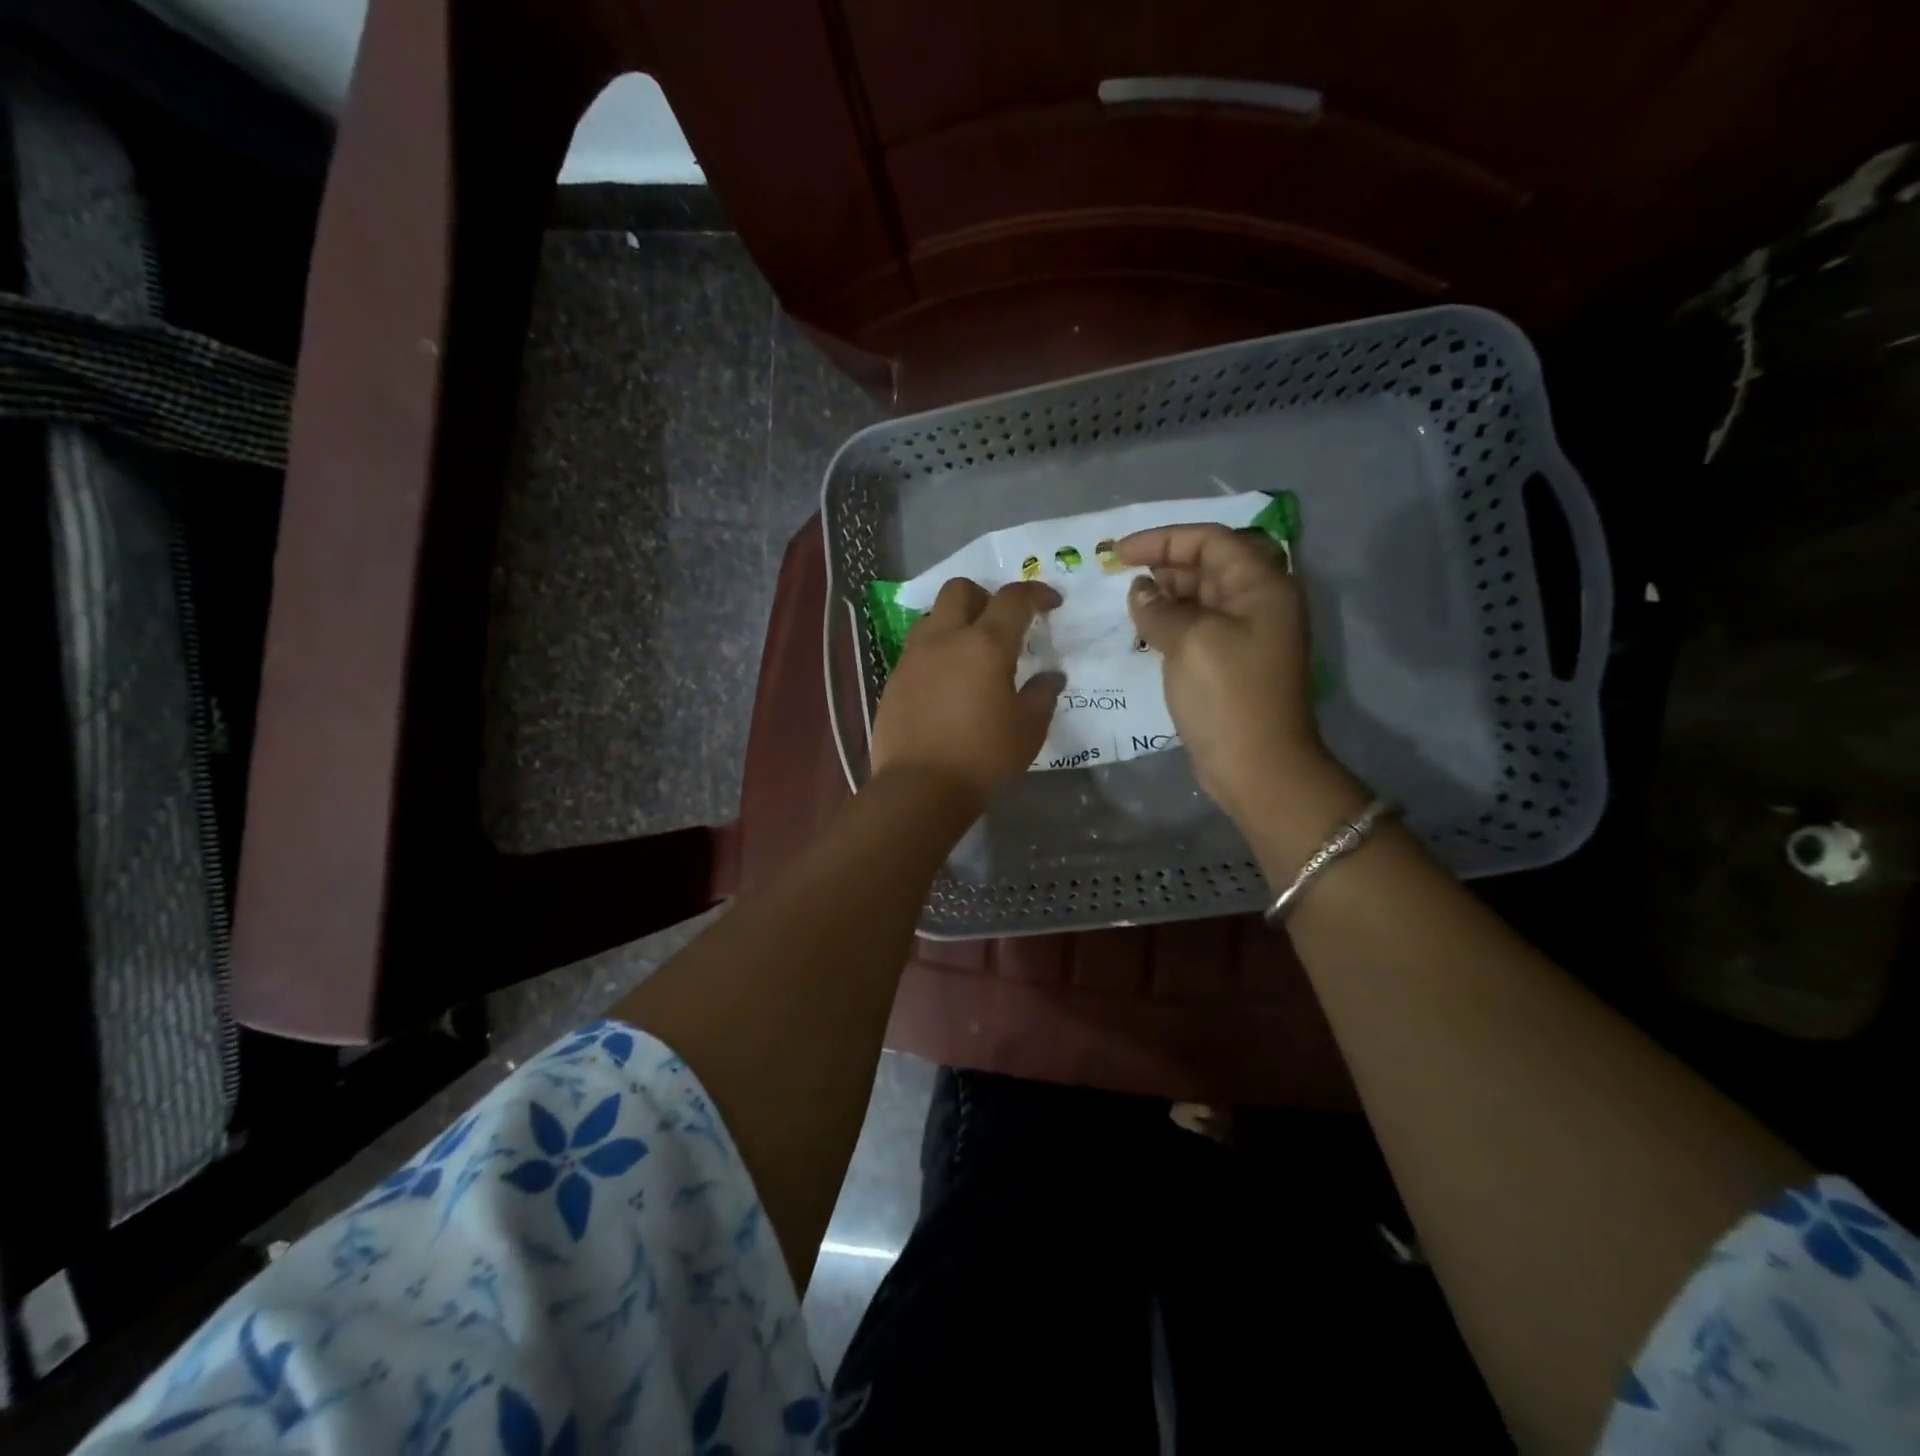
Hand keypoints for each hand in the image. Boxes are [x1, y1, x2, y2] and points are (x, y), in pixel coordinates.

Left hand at [870, 578, 1063, 803]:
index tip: (1051, 604)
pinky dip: (936, 651)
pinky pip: (917, 648)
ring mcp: (913, 657)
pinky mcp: (893, 679)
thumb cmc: (983, 757)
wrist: (919, 787)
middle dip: (985, 595)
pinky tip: (946, 682)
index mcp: (985, 644)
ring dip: (955, 621)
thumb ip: (1042, 694)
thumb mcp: (1028, 729)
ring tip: (970, 652)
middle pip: (961, 589)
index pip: (1013, 599)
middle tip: (1002, 623)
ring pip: (933, 616)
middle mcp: (945, 638)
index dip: (1036, 594)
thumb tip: (1051, 676)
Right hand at [1118, 524, 1353, 828]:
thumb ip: (1159, 609)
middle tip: (1123, 576)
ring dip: (1167, 594)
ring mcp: (1247, 634)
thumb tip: (1140, 592)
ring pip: (1203, 596)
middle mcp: (1259, 602)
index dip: (1164, 539)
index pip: (1211, 542)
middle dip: (1165, 564)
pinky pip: (1199, 626)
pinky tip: (1145, 631)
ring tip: (1130, 604)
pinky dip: (1172, 622)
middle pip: (1210, 565)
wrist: (1257, 766)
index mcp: (1261, 587)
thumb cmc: (1228, 696)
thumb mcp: (1190, 641)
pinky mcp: (1231, 662)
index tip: (1120, 552)